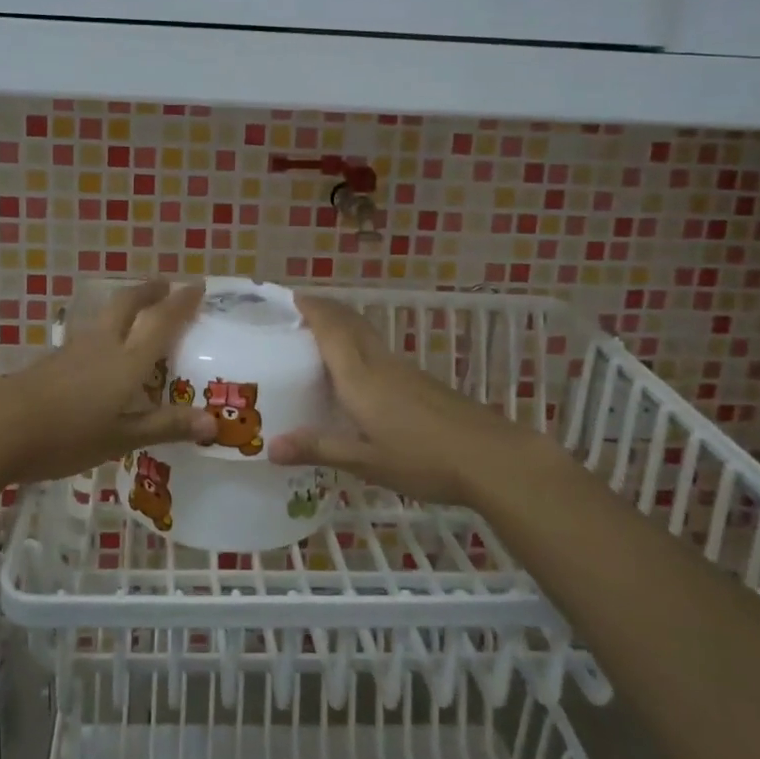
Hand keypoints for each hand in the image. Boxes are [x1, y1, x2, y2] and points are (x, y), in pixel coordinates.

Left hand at [0, 281, 215, 484]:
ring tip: (137, 312)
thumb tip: (215, 422)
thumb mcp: (121, 438)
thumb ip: (166, 426)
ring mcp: (73, 350)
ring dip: (126, 306)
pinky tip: (102, 352)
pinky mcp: (52, 361)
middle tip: (166, 286)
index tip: (198, 286)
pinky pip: (89, 336)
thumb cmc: (68, 436)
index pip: (161, 322)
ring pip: (106, 317)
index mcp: (127, 361)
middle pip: (128, 304)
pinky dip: (106, 331)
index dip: (181, 303)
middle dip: (149, 291)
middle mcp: (103, 345)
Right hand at [268, 295, 526, 507]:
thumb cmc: (423, 458)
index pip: (331, 328)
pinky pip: (379, 351)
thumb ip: (319, 449)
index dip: (311, 308)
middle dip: (325, 309)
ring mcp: (404, 370)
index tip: (288, 297)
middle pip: (350, 322)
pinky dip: (359, 346)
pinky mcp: (420, 381)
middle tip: (296, 312)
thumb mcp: (366, 461)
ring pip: (367, 334)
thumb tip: (269, 447)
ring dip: (342, 326)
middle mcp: (379, 363)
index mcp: (360, 377)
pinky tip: (357, 372)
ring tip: (319, 336)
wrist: (490, 457)